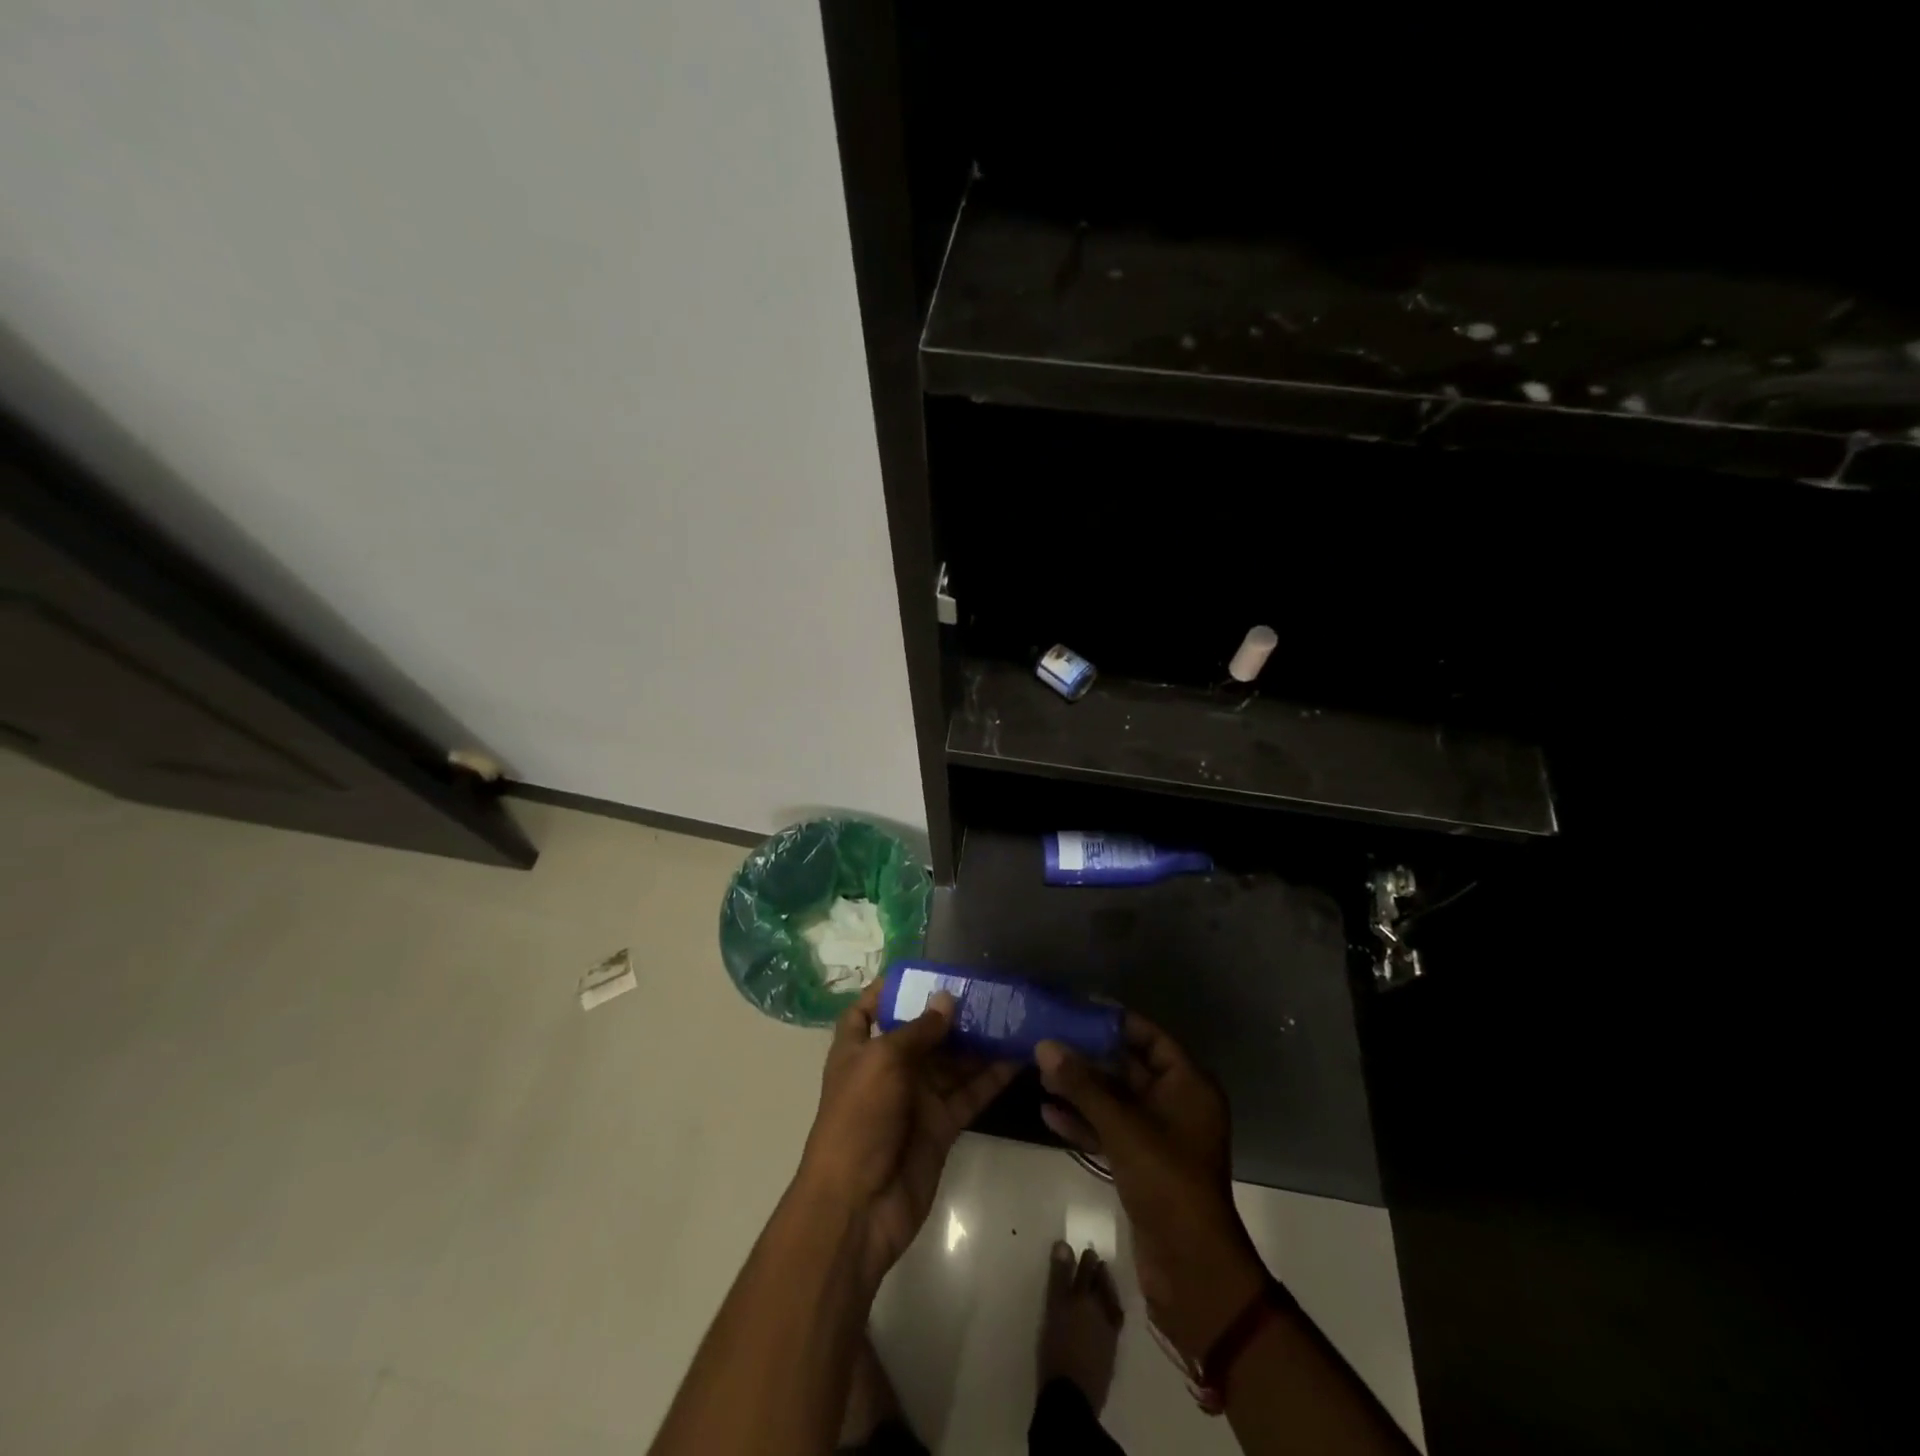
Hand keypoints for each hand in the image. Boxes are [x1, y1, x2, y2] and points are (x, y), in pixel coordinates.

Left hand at [797, 980, 1018, 1290]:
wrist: (859, 1207)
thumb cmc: (859, 1120)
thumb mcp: (882, 1062)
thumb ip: (918, 1030)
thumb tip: (947, 999)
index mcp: (859, 1049)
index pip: (867, 1010)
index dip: (887, 990)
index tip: (922, 970)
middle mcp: (887, 1069)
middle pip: (921, 1032)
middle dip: (950, 1011)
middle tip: (989, 988)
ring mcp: (916, 1099)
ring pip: (952, 1060)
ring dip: (978, 1040)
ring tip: (1012, 1013)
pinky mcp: (941, 1126)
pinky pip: (969, 1093)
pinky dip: (992, 1076)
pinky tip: (1019, 1055)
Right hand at [1035, 1017, 1267, 1361]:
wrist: (1192, 1269)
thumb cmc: (1166, 1182)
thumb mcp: (1123, 1127)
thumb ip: (1083, 1085)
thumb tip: (1045, 1045)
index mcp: (1188, 1085)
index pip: (1150, 1037)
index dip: (1115, 1022)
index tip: (1077, 1010)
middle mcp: (1176, 1104)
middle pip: (1128, 1067)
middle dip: (1089, 1057)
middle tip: (1049, 1040)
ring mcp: (1159, 1136)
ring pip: (1115, 1101)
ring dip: (1081, 1089)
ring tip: (1040, 1074)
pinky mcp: (1142, 1164)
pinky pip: (1110, 1131)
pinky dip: (1084, 1122)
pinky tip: (1048, 1113)